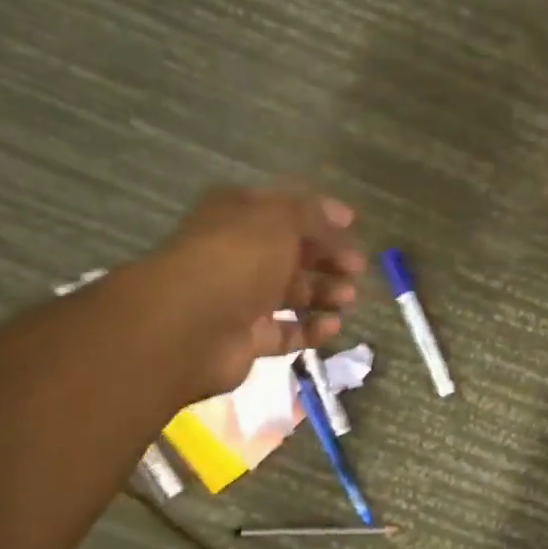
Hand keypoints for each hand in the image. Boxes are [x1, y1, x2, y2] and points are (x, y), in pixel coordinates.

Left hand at [147, 186, 365, 401]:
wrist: (190, 325)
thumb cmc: (237, 259)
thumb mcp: (279, 220)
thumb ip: (312, 216)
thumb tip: (340, 217)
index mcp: (238, 216)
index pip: (285, 210)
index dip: (320, 216)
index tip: (354, 226)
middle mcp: (239, 254)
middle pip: (292, 253)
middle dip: (327, 258)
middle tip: (357, 268)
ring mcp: (241, 298)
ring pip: (291, 293)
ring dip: (323, 293)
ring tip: (348, 298)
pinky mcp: (247, 338)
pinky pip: (286, 332)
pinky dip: (311, 329)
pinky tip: (333, 326)